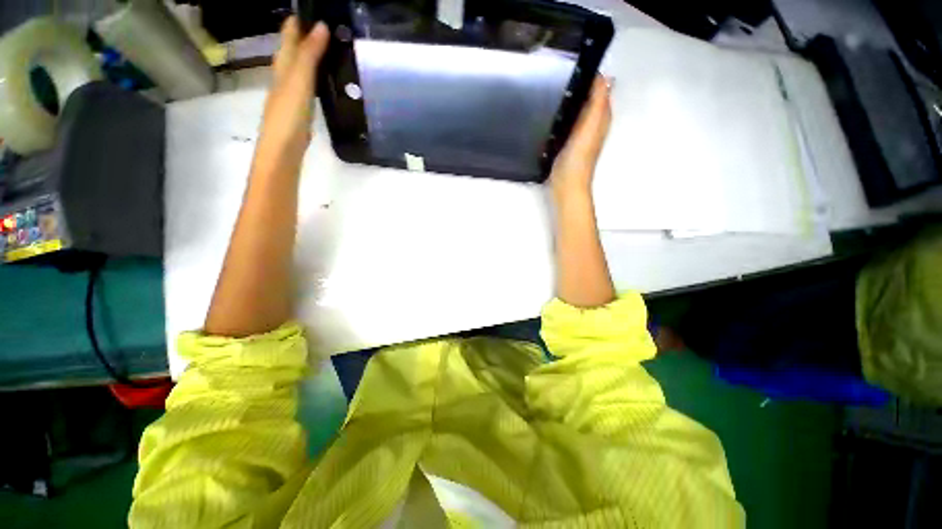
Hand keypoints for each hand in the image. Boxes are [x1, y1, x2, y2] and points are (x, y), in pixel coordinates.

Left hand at [254, 17, 329, 173]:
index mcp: (283, 67)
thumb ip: (309, 55)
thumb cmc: (288, 115)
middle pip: (292, 52)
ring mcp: (291, 95)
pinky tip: (323, 83)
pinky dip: (314, 79)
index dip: (297, 22)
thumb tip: (321, 25)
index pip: (289, 37)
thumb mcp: (299, 81)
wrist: (283, 150)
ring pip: (299, 69)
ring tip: (327, 49)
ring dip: (310, 58)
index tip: (310, 8)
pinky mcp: (299, 111)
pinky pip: (307, 87)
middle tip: (324, 27)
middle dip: (304, 37)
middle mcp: (284, 78)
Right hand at [549, 76, 611, 200]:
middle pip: (587, 98)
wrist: (567, 184)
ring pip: (576, 110)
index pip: (599, 89)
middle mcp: (592, 123)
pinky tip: (549, 111)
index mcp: (600, 117)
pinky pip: (566, 121)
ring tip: (551, 87)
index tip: (572, 62)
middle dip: (577, 84)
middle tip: (557, 73)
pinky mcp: (566, 143)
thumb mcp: (590, 127)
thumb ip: (598, 103)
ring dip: (568, 98)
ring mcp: (578, 134)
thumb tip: (603, 77)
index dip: (589, 75)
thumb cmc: (579, 157)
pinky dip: (561, 113)